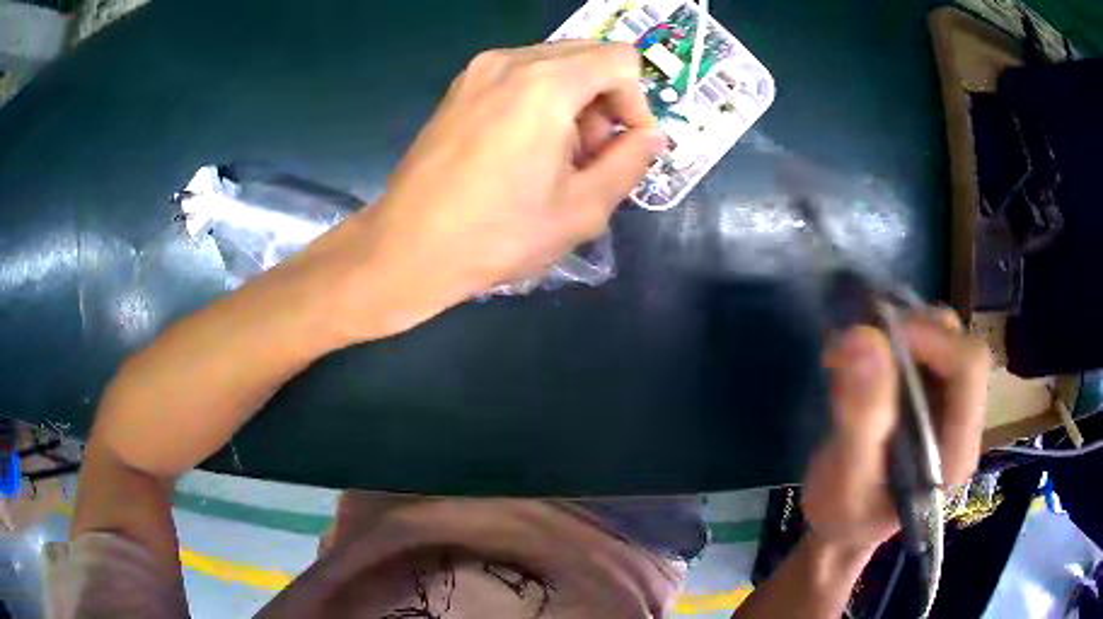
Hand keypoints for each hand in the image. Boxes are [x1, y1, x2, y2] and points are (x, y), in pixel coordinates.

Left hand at [309, 41, 665, 340]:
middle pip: (589, 57)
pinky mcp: (460, 87)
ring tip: (554, 160)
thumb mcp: (582, 208)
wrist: (407, 248)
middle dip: (604, 101)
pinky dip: (540, 101)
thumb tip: (652, 136)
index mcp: (546, 83)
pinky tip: (523, 150)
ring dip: (573, 103)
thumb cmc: (497, 234)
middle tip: (588, 157)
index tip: (621, 147)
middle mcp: (511, 60)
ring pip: (555, 65)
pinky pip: (521, 76)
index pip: (621, 60)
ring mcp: (479, 70)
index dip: (636, 102)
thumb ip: (631, 162)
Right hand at [802, 309, 991, 552]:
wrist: (844, 528)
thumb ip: (859, 418)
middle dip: (908, 332)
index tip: (877, 339)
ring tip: (849, 358)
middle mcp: (962, 418)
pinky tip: (854, 364)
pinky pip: (918, 345)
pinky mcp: (928, 395)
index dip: (931, 338)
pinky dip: (886, 340)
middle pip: (958, 343)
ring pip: (939, 336)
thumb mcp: (845, 481)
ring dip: (894, 333)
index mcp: (956, 449)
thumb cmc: (845, 516)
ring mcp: (947, 404)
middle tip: (856, 347)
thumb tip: (863, 337)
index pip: (968, 366)